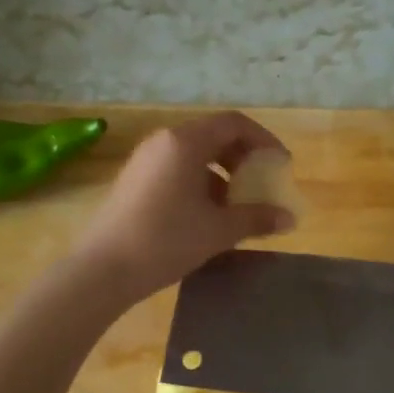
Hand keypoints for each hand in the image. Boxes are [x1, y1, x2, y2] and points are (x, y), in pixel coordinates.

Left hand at [74, 112, 293, 301]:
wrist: (104, 269)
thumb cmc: (166, 241)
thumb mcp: (218, 230)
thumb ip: (257, 218)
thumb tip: (289, 218)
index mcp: (185, 142)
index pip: (234, 123)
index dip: (264, 141)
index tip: (281, 166)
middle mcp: (164, 142)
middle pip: (214, 136)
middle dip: (244, 158)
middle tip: (262, 184)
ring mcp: (146, 161)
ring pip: (195, 155)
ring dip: (224, 174)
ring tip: (239, 205)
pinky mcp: (136, 181)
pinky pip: (178, 170)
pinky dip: (201, 184)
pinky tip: (209, 216)